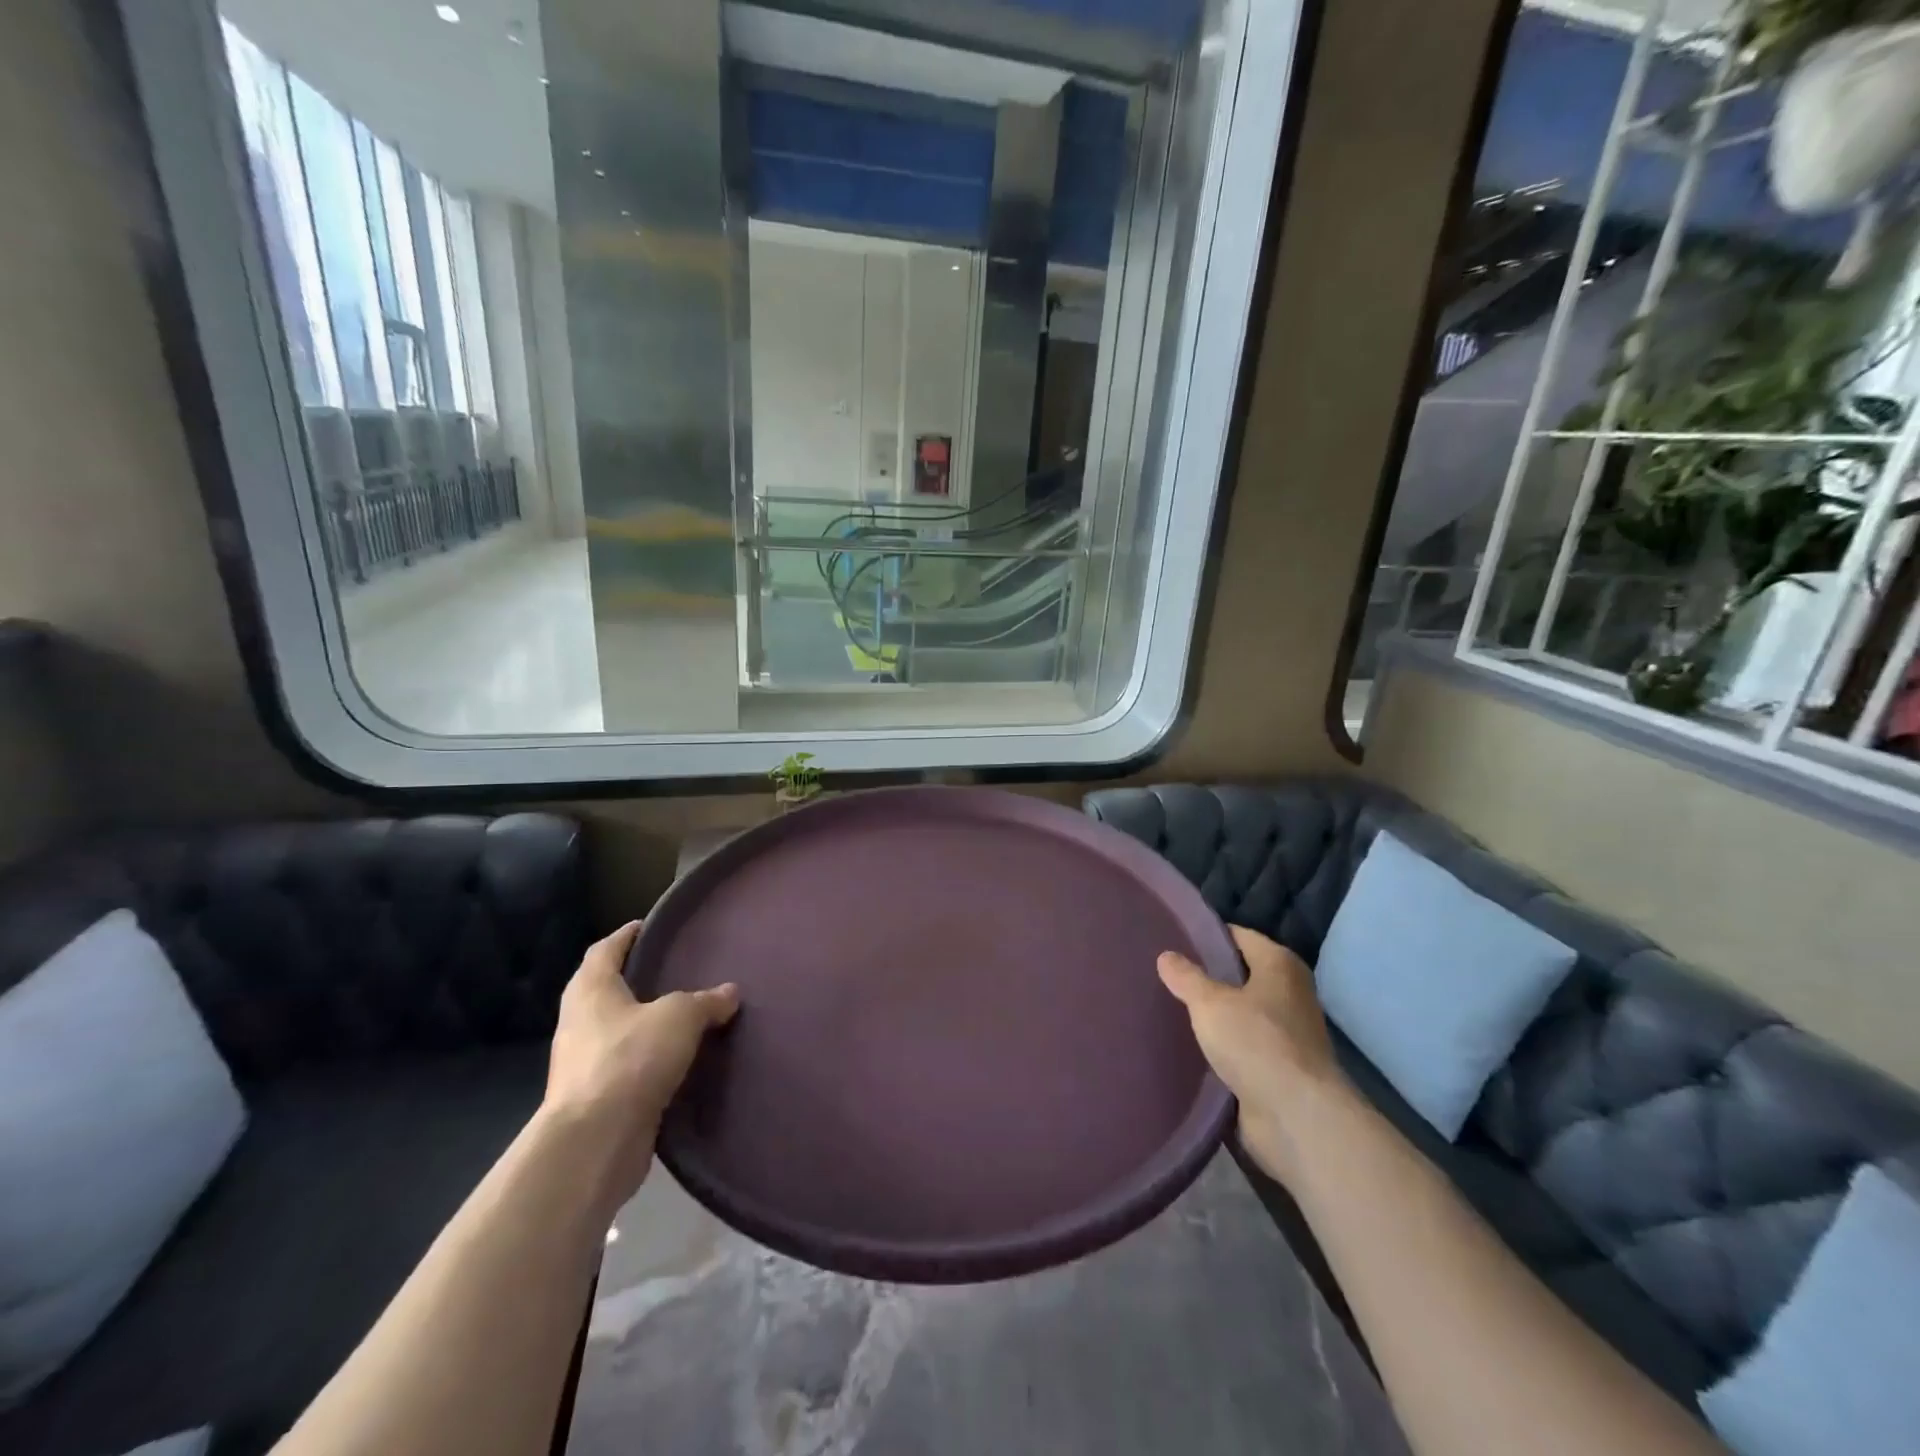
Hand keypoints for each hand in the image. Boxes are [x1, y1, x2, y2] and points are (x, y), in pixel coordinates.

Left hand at [541, 921, 738, 1212]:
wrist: (594, 1143)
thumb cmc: (630, 1060)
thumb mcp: (679, 1017)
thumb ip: (705, 1001)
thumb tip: (729, 993)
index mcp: (591, 991)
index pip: (604, 950)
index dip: (626, 936)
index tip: (648, 927)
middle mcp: (579, 1022)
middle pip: (606, 990)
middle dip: (636, 980)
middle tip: (674, 970)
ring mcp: (584, 1064)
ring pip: (617, 1031)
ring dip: (644, 1024)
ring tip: (684, 1016)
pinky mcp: (596, 1099)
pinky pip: (627, 1067)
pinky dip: (649, 1060)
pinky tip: (679, 1061)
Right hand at [1158, 925, 1347, 1185]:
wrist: (1296, 1118)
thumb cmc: (1256, 1043)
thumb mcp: (1210, 1002)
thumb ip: (1186, 977)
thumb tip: (1166, 955)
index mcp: (1280, 965)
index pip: (1239, 936)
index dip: (1207, 935)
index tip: (1173, 939)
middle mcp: (1290, 993)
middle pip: (1241, 975)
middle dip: (1208, 976)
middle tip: (1166, 974)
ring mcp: (1288, 1034)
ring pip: (1241, 1013)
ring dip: (1214, 1015)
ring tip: (1171, 1008)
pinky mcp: (1280, 1069)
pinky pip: (1243, 1047)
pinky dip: (1222, 1046)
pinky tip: (1190, 1046)